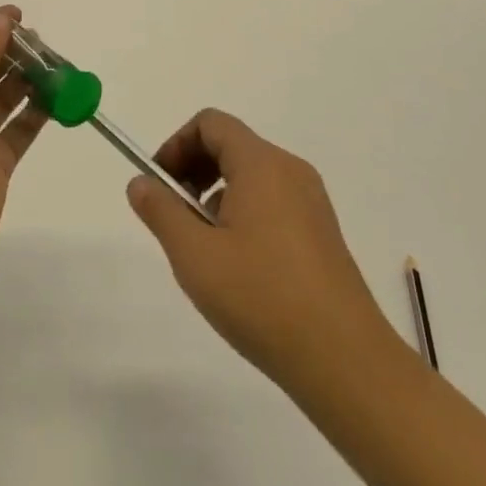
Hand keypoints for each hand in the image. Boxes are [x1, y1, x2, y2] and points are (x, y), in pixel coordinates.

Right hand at [127, 108, 389, 382]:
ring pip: (251, 176)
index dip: (176, 144)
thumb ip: (161, 211)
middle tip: (174, 216)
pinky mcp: (322, 232)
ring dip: (216, 196)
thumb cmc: (262, 298)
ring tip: (204, 249)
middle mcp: (290, 170)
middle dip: (193, 170)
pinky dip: (244, 214)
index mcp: (261, 164)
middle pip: (231, 146)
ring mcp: (311, 202)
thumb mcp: (195, 255)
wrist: (346, 362)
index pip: (210, 123)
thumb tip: (139, 182)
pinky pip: (273, 202)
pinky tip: (239, 268)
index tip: (159, 184)